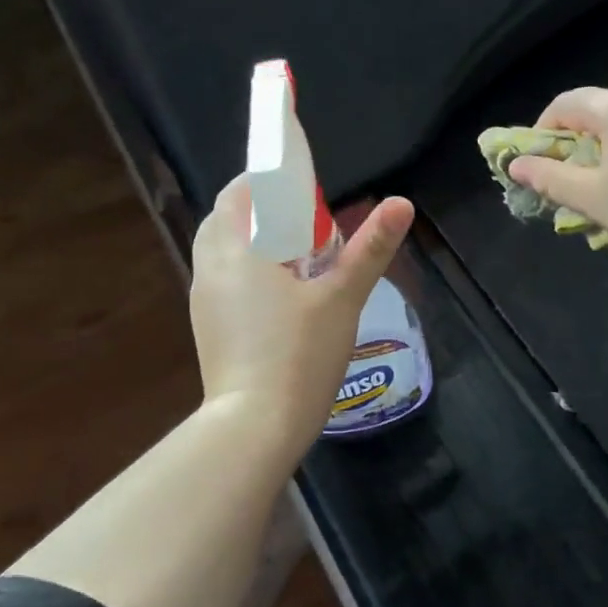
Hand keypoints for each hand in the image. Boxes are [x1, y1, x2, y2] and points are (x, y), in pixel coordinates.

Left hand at [190, 178, 413, 449]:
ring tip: (299, 256)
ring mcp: (206, 300)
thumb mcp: (343, 298)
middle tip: (308, 221)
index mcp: (238, 250)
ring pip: (224, 251)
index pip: (239, 192)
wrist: (256, 426)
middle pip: (228, 218)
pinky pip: (226, 279)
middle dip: (263, 209)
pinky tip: (283, 295)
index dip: (268, 180)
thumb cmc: (300, 354)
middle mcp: (212, 268)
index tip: (304, 186)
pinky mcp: (210, 327)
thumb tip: (401, 202)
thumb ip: (371, 248)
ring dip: (254, 241)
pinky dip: (249, 270)